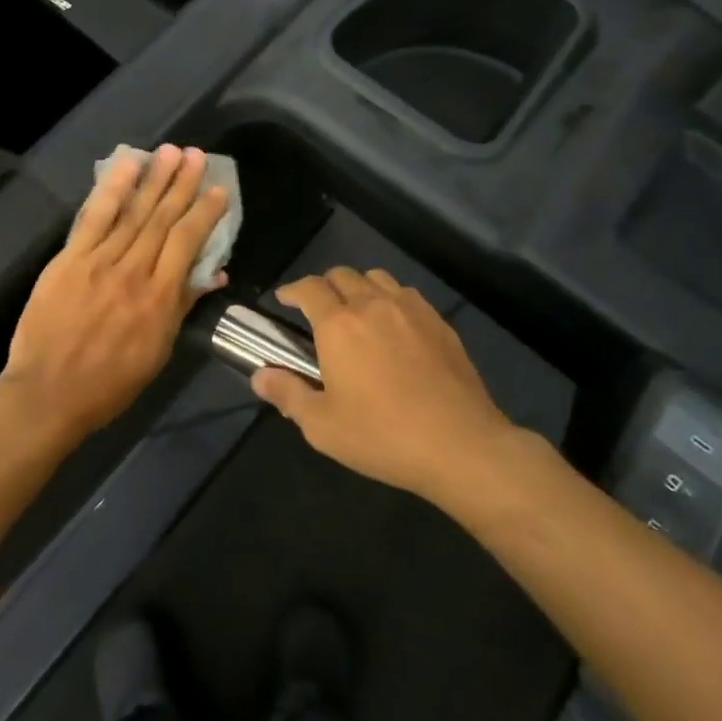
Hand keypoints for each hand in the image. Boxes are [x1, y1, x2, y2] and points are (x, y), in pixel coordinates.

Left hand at [0, 145, 229, 439]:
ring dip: (155, 179)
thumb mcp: (158, 352)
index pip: (188, 243)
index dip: (205, 213)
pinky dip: (113, 189)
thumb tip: (212, 274)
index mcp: (161, 298)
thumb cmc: (109, 383)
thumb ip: (183, 307)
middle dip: (182, 185)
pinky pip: (95, 217)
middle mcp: (135, 271)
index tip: (218, 190)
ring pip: (134, 212)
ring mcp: (100, 261)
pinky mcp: (70, 258)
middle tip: (196, 156)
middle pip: (164, 219)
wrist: (49, 393)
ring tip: (171, 152)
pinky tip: (127, 166)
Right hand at [251, 268, 518, 500]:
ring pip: (376, 278)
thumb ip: (287, 394)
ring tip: (356, 313)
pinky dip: (390, 299)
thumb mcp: (323, 425)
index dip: (292, 290)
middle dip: (323, 286)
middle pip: (342, 274)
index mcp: (338, 325)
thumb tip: (260, 376)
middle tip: (317, 311)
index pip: (309, 288)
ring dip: (358, 287)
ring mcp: (410, 310)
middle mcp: (372, 305)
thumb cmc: (383, 436)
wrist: (461, 445)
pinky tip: (393, 326)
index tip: (284, 300)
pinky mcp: (439, 323)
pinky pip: (407, 294)